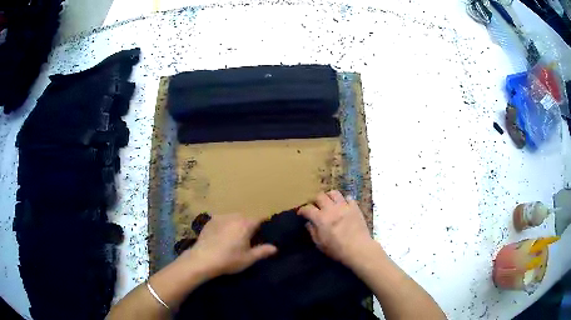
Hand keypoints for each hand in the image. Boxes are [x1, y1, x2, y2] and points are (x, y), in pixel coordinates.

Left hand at [181, 214, 276, 278]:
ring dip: (236, 225)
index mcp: (246, 224)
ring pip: (233, 218)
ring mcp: (220, 217)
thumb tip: (275, 248)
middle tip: (248, 239)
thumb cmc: (229, 259)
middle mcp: (234, 217)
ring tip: (233, 238)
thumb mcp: (249, 258)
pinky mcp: (210, 221)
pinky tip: (221, 237)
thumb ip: (263, 251)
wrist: (203, 259)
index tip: (263, 233)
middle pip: (246, 218)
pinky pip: (222, 221)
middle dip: (249, 226)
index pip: (259, 219)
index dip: (263, 226)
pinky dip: (224, 226)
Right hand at [298, 190, 378, 266]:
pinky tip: (344, 206)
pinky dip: (344, 201)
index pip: (307, 209)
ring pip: (334, 193)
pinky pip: (348, 198)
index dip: (302, 210)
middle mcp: (331, 209)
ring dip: (329, 197)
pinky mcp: (355, 207)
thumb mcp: (320, 244)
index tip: (301, 213)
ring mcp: (344, 206)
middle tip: (316, 206)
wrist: (358, 248)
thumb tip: (308, 223)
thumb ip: (312, 232)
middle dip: (315, 200)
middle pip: (320, 196)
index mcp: (320, 219)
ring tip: (329, 202)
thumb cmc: (337, 249)